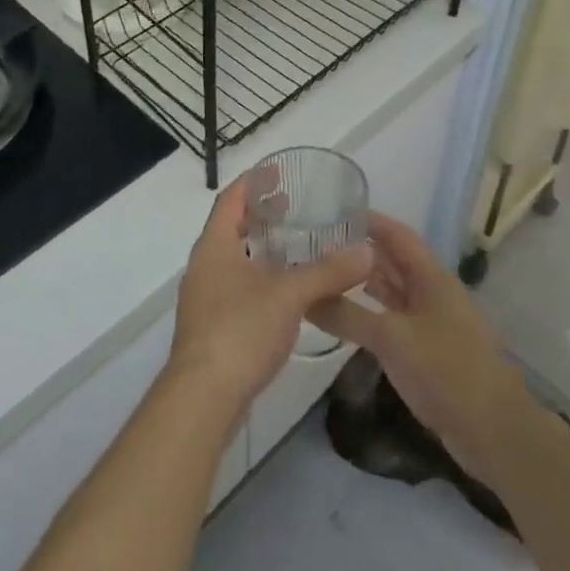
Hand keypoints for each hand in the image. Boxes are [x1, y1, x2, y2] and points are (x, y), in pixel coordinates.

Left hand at [167, 174, 372, 420]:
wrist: (202, 398)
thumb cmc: (240, 331)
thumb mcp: (289, 295)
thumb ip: (328, 272)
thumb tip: (367, 251)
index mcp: (214, 246)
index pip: (230, 200)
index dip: (253, 183)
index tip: (277, 172)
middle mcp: (204, 266)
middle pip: (230, 228)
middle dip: (259, 215)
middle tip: (292, 206)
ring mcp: (205, 298)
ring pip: (233, 260)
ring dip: (259, 248)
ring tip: (293, 246)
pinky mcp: (212, 327)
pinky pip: (236, 287)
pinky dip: (259, 277)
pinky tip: (284, 292)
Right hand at [307, 213, 530, 481]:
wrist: (493, 431)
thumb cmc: (445, 370)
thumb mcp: (391, 338)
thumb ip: (347, 315)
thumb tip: (304, 296)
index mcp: (430, 277)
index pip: (396, 234)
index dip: (367, 220)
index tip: (331, 211)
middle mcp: (431, 292)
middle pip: (392, 260)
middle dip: (358, 250)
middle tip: (316, 244)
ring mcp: (431, 322)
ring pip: (392, 291)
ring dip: (363, 282)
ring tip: (324, 274)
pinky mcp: (428, 350)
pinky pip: (393, 319)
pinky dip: (370, 313)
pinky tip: (347, 316)